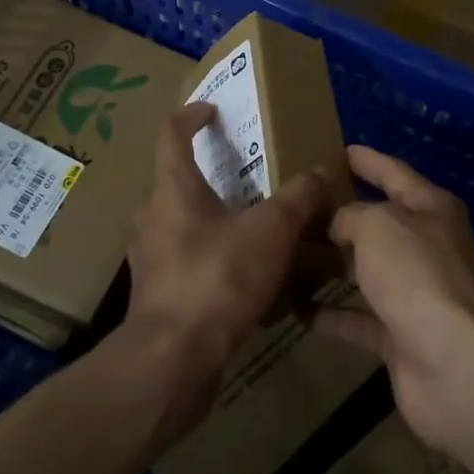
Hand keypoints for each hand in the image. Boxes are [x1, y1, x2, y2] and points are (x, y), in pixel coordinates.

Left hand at [124, 102, 333, 434]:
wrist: (172, 362)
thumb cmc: (217, 278)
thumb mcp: (271, 231)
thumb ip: (298, 199)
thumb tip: (321, 172)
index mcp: (173, 189)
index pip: (172, 134)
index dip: (192, 115)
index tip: (214, 110)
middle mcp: (154, 218)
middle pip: (179, 182)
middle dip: (213, 176)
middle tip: (250, 177)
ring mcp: (152, 259)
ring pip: (186, 226)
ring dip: (218, 221)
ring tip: (257, 228)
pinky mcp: (159, 296)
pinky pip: (191, 263)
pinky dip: (217, 260)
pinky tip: (250, 278)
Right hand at [311, 145, 473, 452]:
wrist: (455, 365)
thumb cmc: (417, 275)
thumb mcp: (377, 225)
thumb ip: (350, 215)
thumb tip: (337, 224)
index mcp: (430, 208)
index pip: (393, 173)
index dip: (366, 160)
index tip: (336, 150)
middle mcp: (425, 246)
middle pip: (377, 223)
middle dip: (338, 214)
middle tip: (295, 205)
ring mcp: (414, 293)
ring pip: (364, 271)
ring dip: (329, 265)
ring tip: (285, 254)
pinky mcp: (400, 337)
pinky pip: (358, 318)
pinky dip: (330, 314)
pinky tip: (295, 308)